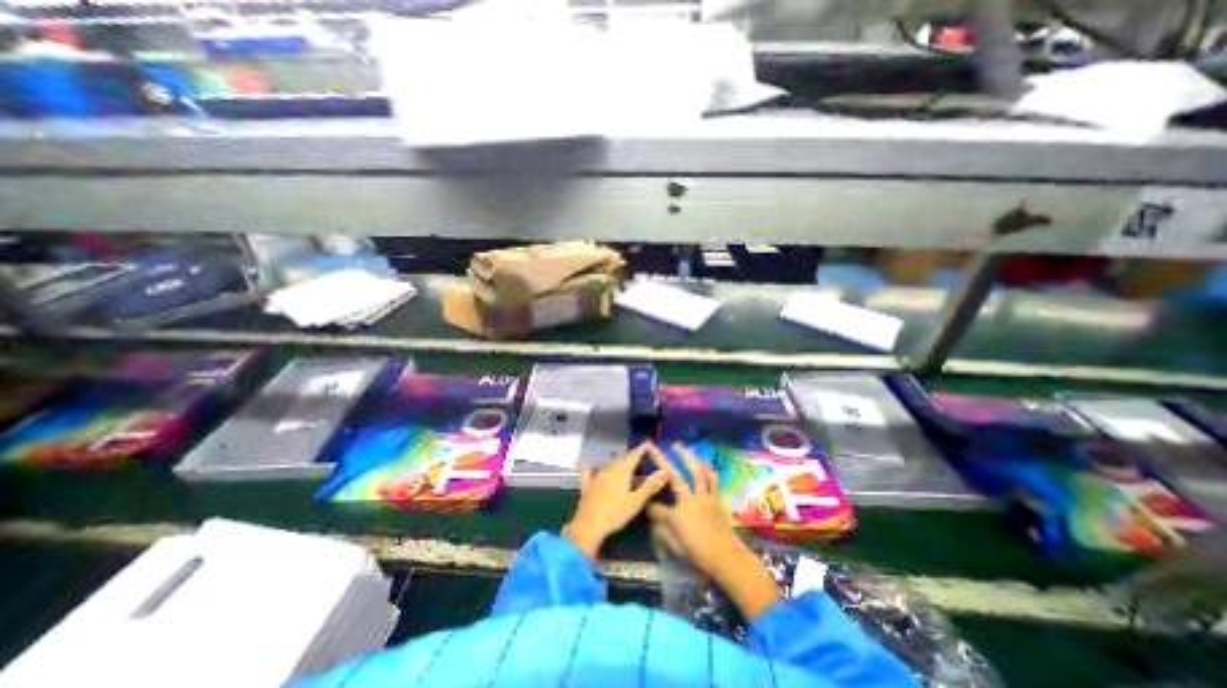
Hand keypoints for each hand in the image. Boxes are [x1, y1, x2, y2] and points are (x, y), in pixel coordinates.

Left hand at [563, 441, 669, 558]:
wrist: (589, 525)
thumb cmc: (615, 513)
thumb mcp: (636, 501)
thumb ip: (650, 485)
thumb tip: (665, 471)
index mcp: (621, 470)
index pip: (634, 455)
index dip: (642, 449)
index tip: (648, 443)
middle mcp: (609, 469)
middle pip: (622, 458)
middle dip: (631, 456)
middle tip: (641, 458)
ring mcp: (596, 476)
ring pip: (609, 464)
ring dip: (618, 462)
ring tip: (625, 465)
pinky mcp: (587, 485)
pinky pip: (591, 472)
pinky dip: (594, 467)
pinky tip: (592, 467)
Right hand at [647, 441, 741, 574]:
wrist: (726, 556)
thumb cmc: (698, 551)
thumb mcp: (674, 542)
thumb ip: (661, 524)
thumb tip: (650, 510)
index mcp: (679, 509)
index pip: (659, 501)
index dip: (650, 499)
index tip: (642, 497)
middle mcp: (691, 497)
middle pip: (677, 475)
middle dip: (666, 459)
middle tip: (658, 447)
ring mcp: (706, 497)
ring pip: (697, 472)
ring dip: (688, 457)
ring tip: (681, 447)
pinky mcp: (717, 499)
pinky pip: (713, 481)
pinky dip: (709, 471)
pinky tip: (705, 463)